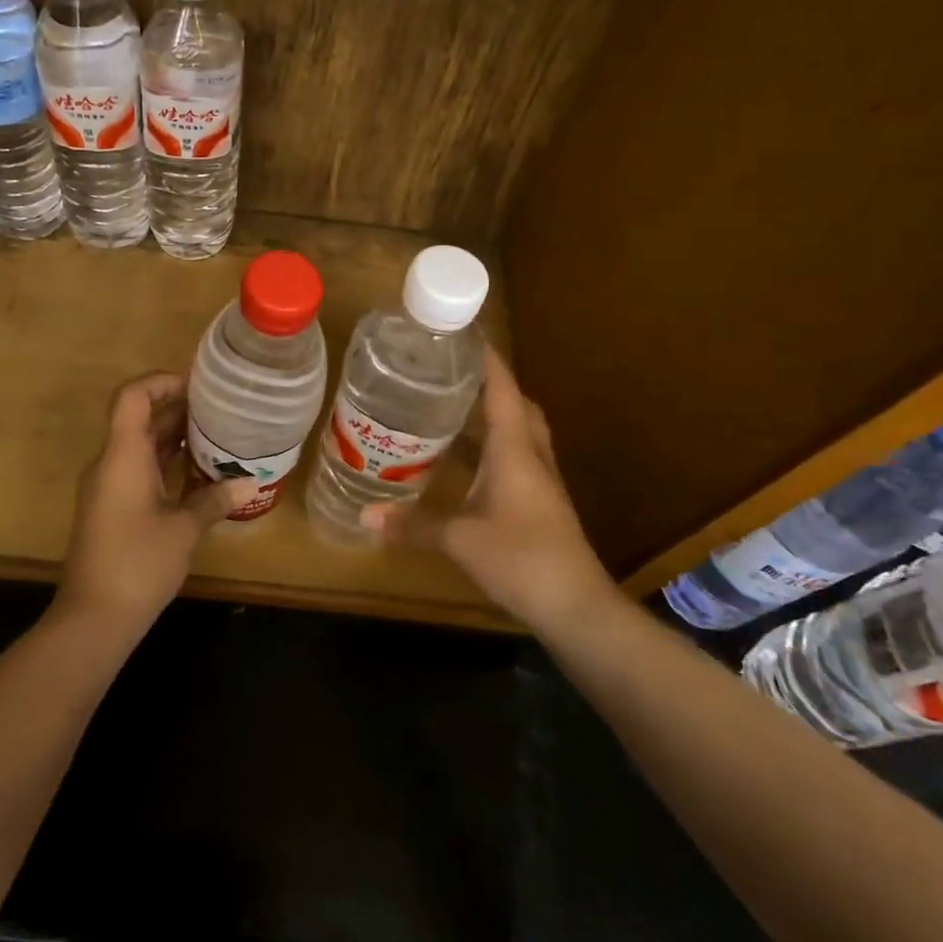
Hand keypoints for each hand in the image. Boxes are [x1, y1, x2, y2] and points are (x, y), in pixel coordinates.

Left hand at [58, 372, 257, 634]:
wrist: (93, 618)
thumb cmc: (137, 564)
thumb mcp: (183, 530)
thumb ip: (214, 500)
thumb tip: (252, 483)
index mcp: (122, 457)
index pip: (132, 397)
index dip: (160, 382)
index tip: (195, 386)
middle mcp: (111, 464)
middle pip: (139, 420)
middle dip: (177, 409)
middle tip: (219, 408)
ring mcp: (108, 487)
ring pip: (141, 447)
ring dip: (174, 437)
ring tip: (216, 433)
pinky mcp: (112, 508)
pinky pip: (139, 470)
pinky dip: (167, 463)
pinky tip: (199, 472)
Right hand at [371, 349, 629, 638]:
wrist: (576, 607)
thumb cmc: (520, 558)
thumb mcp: (459, 540)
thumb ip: (413, 525)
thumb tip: (365, 515)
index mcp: (515, 450)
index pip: (503, 390)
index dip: (488, 360)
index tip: (466, 334)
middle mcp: (532, 456)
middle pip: (518, 406)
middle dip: (492, 385)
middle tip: (455, 375)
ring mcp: (541, 481)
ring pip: (521, 433)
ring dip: (495, 416)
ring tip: (455, 409)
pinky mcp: (542, 503)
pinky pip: (519, 459)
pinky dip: (495, 448)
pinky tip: (469, 462)